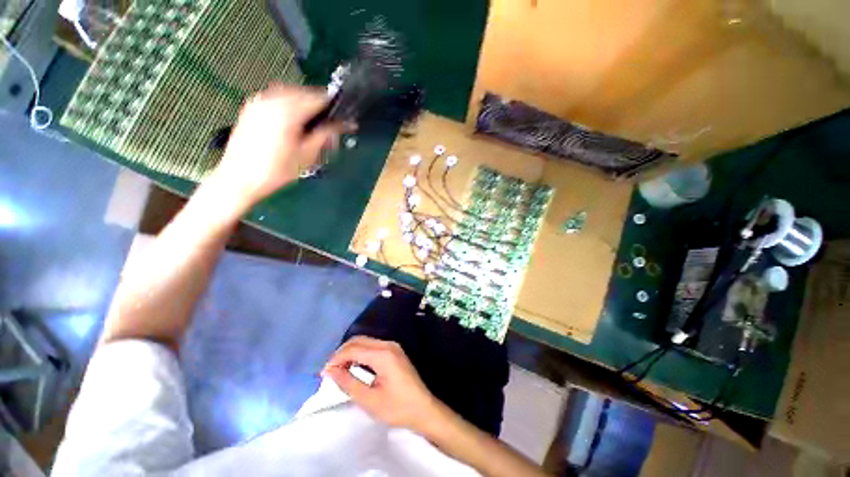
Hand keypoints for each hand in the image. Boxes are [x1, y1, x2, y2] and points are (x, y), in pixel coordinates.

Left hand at [212, 84, 345, 208]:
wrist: (240, 178)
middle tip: (329, 126)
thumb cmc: (277, 171)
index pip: (319, 99)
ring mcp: (259, 102)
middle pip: (305, 93)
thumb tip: (342, 125)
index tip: (345, 120)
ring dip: (305, 105)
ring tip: (312, 125)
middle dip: (320, 107)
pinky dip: (290, 106)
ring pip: (290, 94)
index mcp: (288, 111)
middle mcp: (272, 99)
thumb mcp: (307, 155)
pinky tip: (293, 123)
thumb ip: (325, 135)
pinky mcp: (252, 108)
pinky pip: (276, 98)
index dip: (335, 109)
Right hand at [322, 337, 441, 433]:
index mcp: (383, 354)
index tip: (323, 374)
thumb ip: (348, 383)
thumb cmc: (397, 408)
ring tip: (338, 370)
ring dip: (350, 352)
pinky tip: (353, 366)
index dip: (336, 359)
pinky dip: (360, 353)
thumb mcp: (369, 400)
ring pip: (365, 341)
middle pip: (359, 340)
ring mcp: (392, 346)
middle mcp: (388, 345)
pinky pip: (372, 346)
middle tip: (329, 372)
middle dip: (341, 353)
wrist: (423, 409)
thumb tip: (330, 371)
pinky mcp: (394, 351)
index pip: (353, 348)